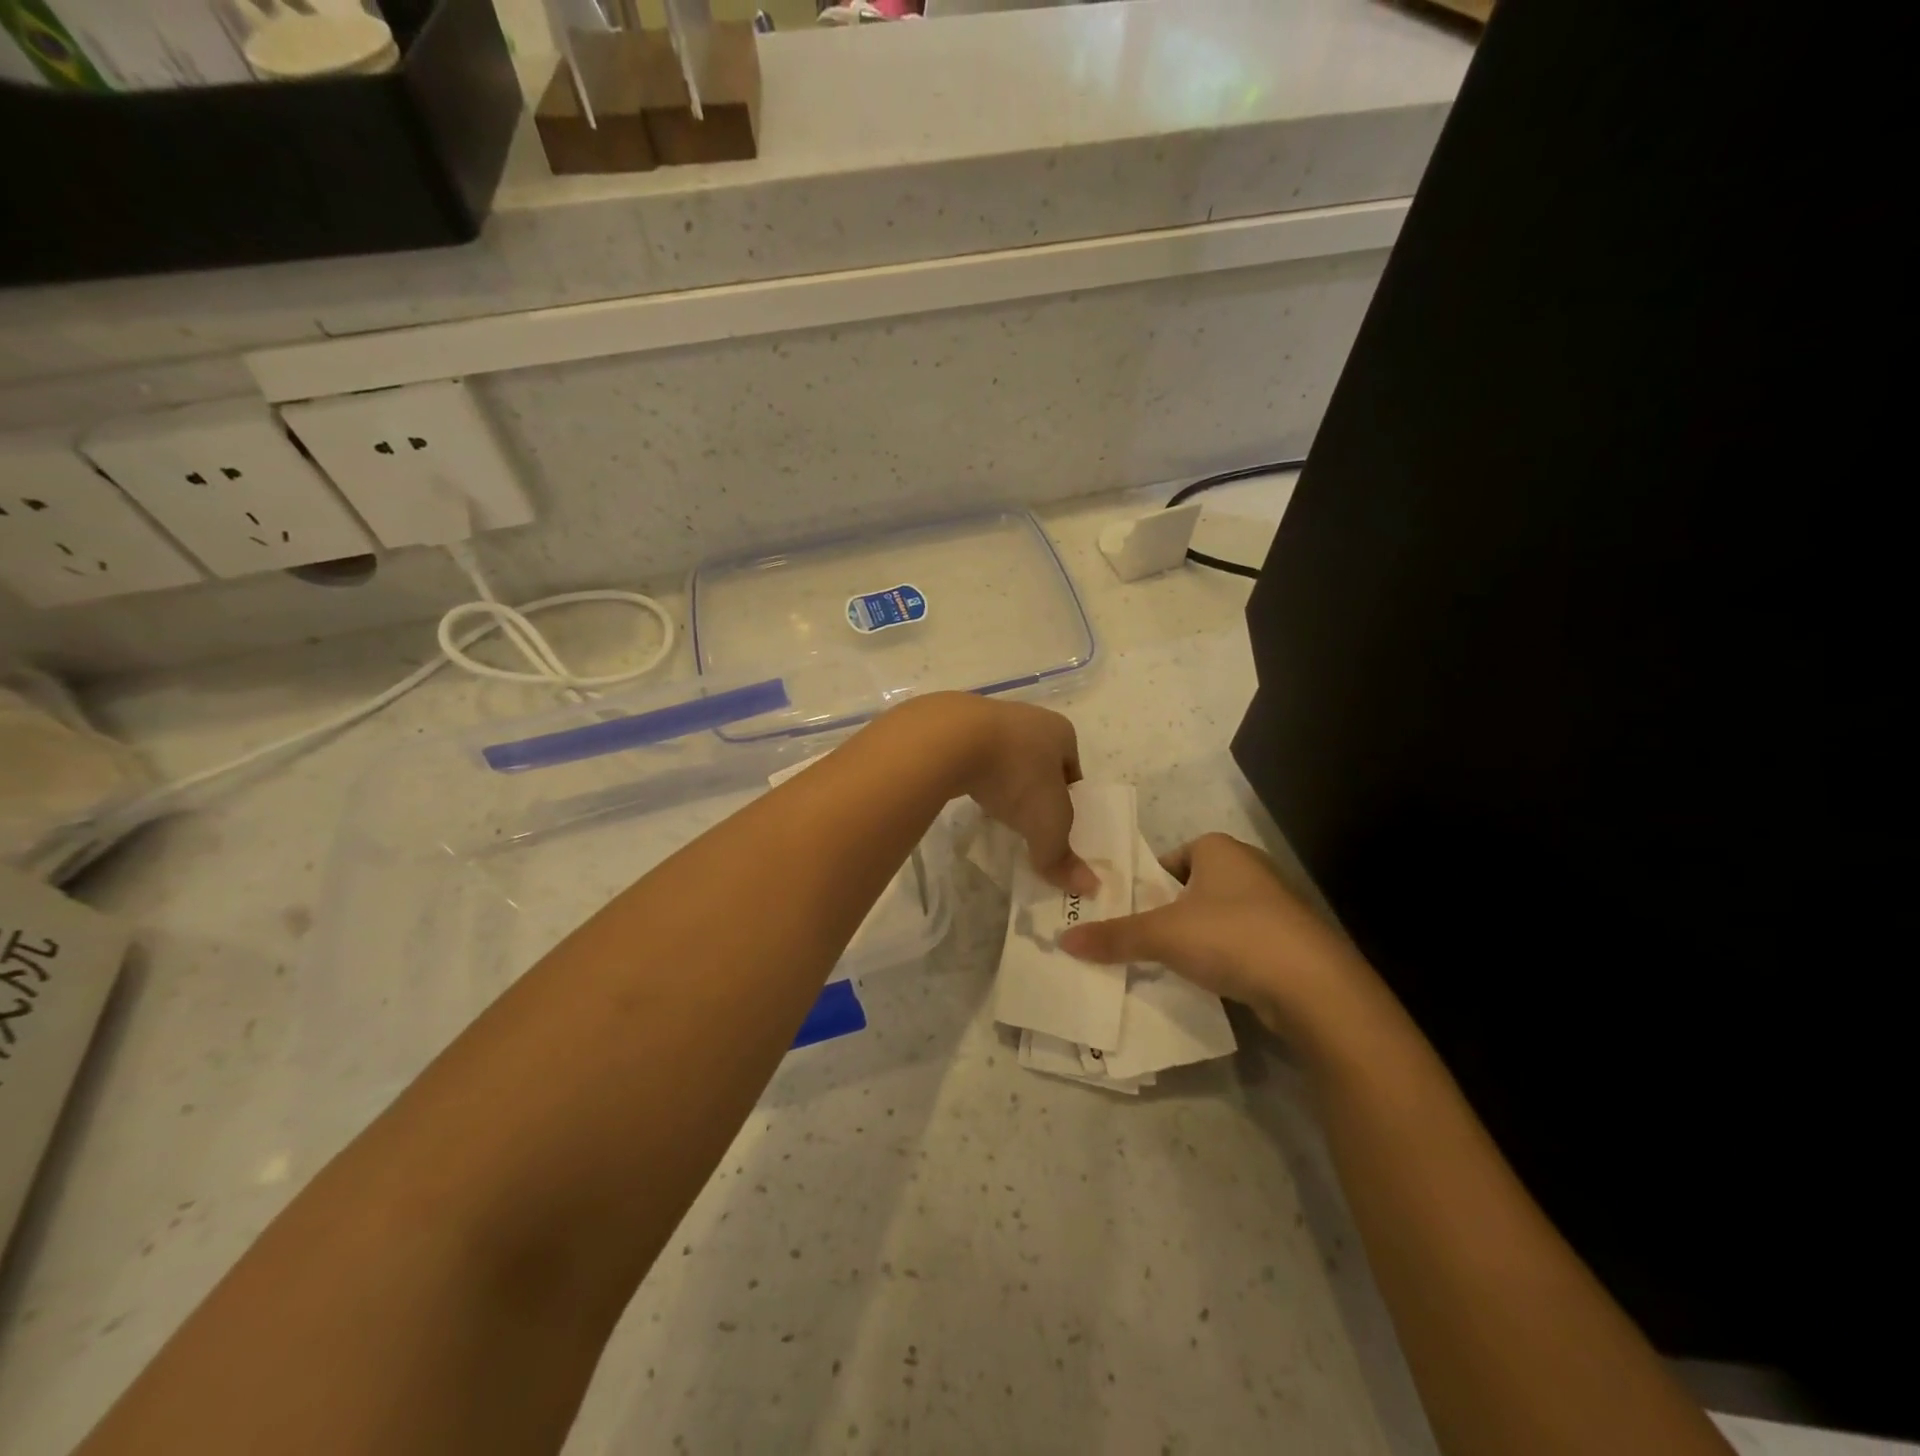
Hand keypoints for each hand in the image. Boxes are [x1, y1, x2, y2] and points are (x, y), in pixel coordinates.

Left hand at [906, 693, 1095, 895]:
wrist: (951, 739)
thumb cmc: (1017, 775)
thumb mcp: (1046, 824)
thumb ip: (1062, 856)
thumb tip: (1089, 888)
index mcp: (1060, 732)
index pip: (1073, 770)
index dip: (1069, 799)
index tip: (1058, 825)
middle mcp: (1028, 718)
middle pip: (1038, 761)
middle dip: (1034, 789)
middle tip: (1027, 821)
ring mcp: (988, 717)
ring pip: (1003, 757)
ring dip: (1002, 781)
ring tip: (995, 811)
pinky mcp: (954, 725)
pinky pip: (972, 755)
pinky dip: (974, 775)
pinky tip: (967, 792)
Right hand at [1057, 832, 1372, 1038]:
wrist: (1312, 986)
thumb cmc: (1231, 937)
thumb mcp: (1162, 935)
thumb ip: (1114, 936)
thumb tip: (1063, 940)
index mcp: (1219, 849)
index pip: (1170, 859)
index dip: (1147, 884)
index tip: (1129, 913)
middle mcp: (1249, 867)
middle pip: (1192, 888)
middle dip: (1168, 913)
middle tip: (1141, 940)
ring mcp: (1275, 905)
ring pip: (1218, 917)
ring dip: (1196, 937)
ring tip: (1170, 964)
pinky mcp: (1290, 941)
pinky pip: (1242, 942)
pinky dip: (1224, 957)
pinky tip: (1210, 980)